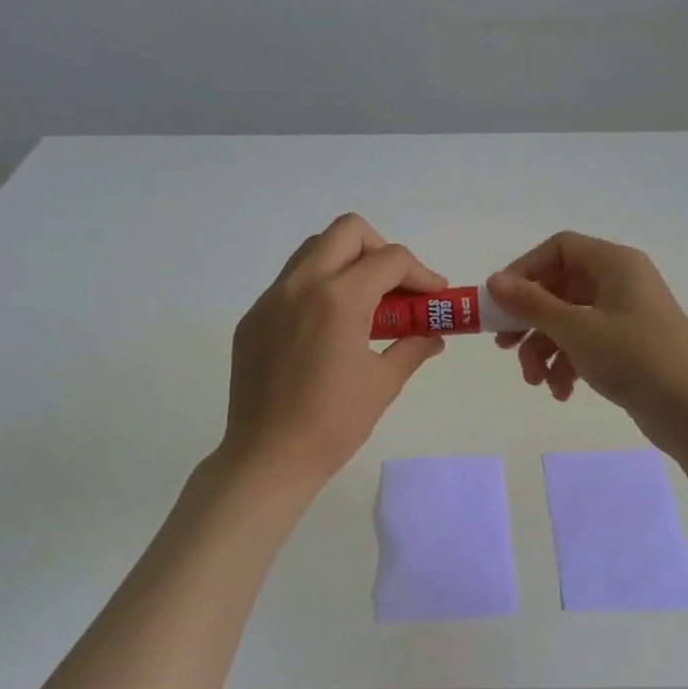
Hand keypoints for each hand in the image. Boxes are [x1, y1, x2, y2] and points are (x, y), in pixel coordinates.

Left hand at [222, 214, 447, 486]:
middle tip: (394, 287)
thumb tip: (433, 335)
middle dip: (380, 250)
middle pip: (347, 231)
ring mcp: (271, 299)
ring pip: (313, 250)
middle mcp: (302, 284)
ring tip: (363, 304)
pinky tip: (327, 329)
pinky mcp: (253, 318)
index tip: (434, 296)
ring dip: (346, 263)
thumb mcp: (383, 383)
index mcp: (340, 298)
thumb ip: (412, 347)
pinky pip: (290, 283)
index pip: (390, 259)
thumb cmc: (334, 422)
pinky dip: (317, 288)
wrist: (268, 456)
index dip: (421, 273)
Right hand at [486, 232, 687, 444]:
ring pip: (569, 321)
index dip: (525, 270)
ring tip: (536, 381)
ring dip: (545, 350)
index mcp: (614, 264)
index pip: (559, 249)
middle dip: (530, 321)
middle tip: (504, 347)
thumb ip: (531, 304)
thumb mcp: (576, 329)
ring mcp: (626, 316)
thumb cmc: (635, 357)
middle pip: (560, 288)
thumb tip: (494, 281)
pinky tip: (562, 392)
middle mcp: (621, 283)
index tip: (500, 302)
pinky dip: (569, 365)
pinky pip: (587, 345)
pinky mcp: (629, 347)